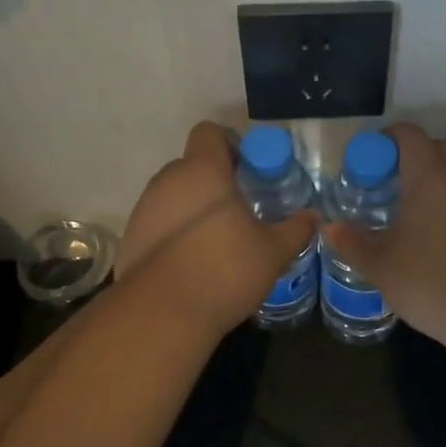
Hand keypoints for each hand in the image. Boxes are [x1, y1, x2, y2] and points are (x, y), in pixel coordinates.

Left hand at [116, 122, 317, 331]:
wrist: (162, 313)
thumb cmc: (224, 269)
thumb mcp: (273, 251)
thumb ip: (295, 229)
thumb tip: (313, 217)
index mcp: (202, 171)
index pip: (209, 132)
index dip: (230, 144)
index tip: (248, 171)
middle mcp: (168, 181)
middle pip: (192, 165)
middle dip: (216, 181)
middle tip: (241, 210)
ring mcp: (144, 210)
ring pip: (174, 195)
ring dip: (194, 208)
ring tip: (218, 241)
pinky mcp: (131, 239)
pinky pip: (159, 223)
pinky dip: (176, 233)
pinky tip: (194, 263)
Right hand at [320, 124, 445, 347]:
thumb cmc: (434, 283)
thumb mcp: (382, 267)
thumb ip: (353, 243)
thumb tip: (329, 227)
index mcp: (430, 176)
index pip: (408, 135)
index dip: (385, 141)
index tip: (368, 163)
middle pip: (436, 148)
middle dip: (411, 159)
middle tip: (388, 187)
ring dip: (436, 183)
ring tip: (414, 215)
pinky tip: (442, 237)